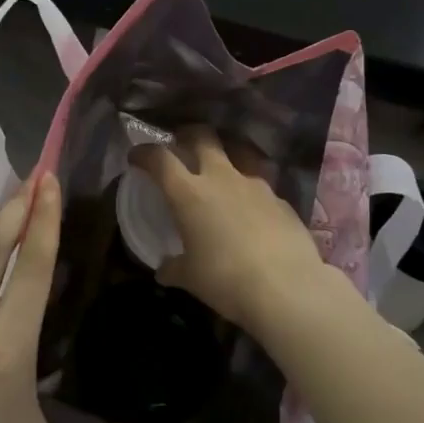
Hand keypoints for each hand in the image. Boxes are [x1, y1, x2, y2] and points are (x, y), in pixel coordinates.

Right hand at [129, 128, 329, 330]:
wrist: (286, 287)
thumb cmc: (226, 279)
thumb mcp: (191, 278)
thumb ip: (174, 267)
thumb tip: (163, 270)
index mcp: (189, 193)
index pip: (160, 159)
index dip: (145, 153)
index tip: (136, 156)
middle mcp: (221, 178)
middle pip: (203, 137)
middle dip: (189, 135)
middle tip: (182, 145)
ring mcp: (255, 184)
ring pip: (238, 153)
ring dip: (226, 155)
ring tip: (222, 171)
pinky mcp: (281, 199)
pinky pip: (261, 184)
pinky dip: (250, 190)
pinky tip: (252, 209)